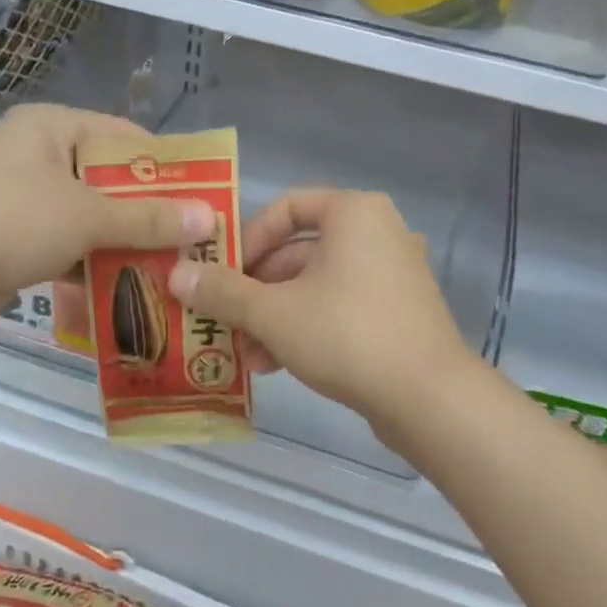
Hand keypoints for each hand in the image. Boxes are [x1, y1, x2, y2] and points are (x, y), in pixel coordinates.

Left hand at [0, 105, 214, 333]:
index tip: (203, 194)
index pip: (124, 138)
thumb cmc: (10, 220)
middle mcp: (39, 156)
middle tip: (193, 237)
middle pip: (109, 181)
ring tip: (174, 266)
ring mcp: (25, 200)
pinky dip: (96, 264)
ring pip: (91, 218)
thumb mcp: (87, 215)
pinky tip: (132, 287)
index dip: (165, 166)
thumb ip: (148, 218)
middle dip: (148, 212)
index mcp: (53, 128)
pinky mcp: (16, 240)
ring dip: (125, 243)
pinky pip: (70, 246)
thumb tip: (209, 218)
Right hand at [167, 189, 475, 439]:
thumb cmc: (347, 335)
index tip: (222, 275)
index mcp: (353, 212)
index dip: (246, 240)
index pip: (285, 208)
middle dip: (256, 291)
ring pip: (316, 284)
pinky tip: (276, 364)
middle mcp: (377, 232)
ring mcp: (393, 272)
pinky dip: (306, 326)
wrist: (430, 398)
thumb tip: (176, 275)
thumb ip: (222, 292)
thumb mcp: (273, 313)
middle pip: (297, 252)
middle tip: (225, 320)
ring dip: (275, 316)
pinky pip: (340, 305)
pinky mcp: (398, 309)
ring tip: (246, 354)